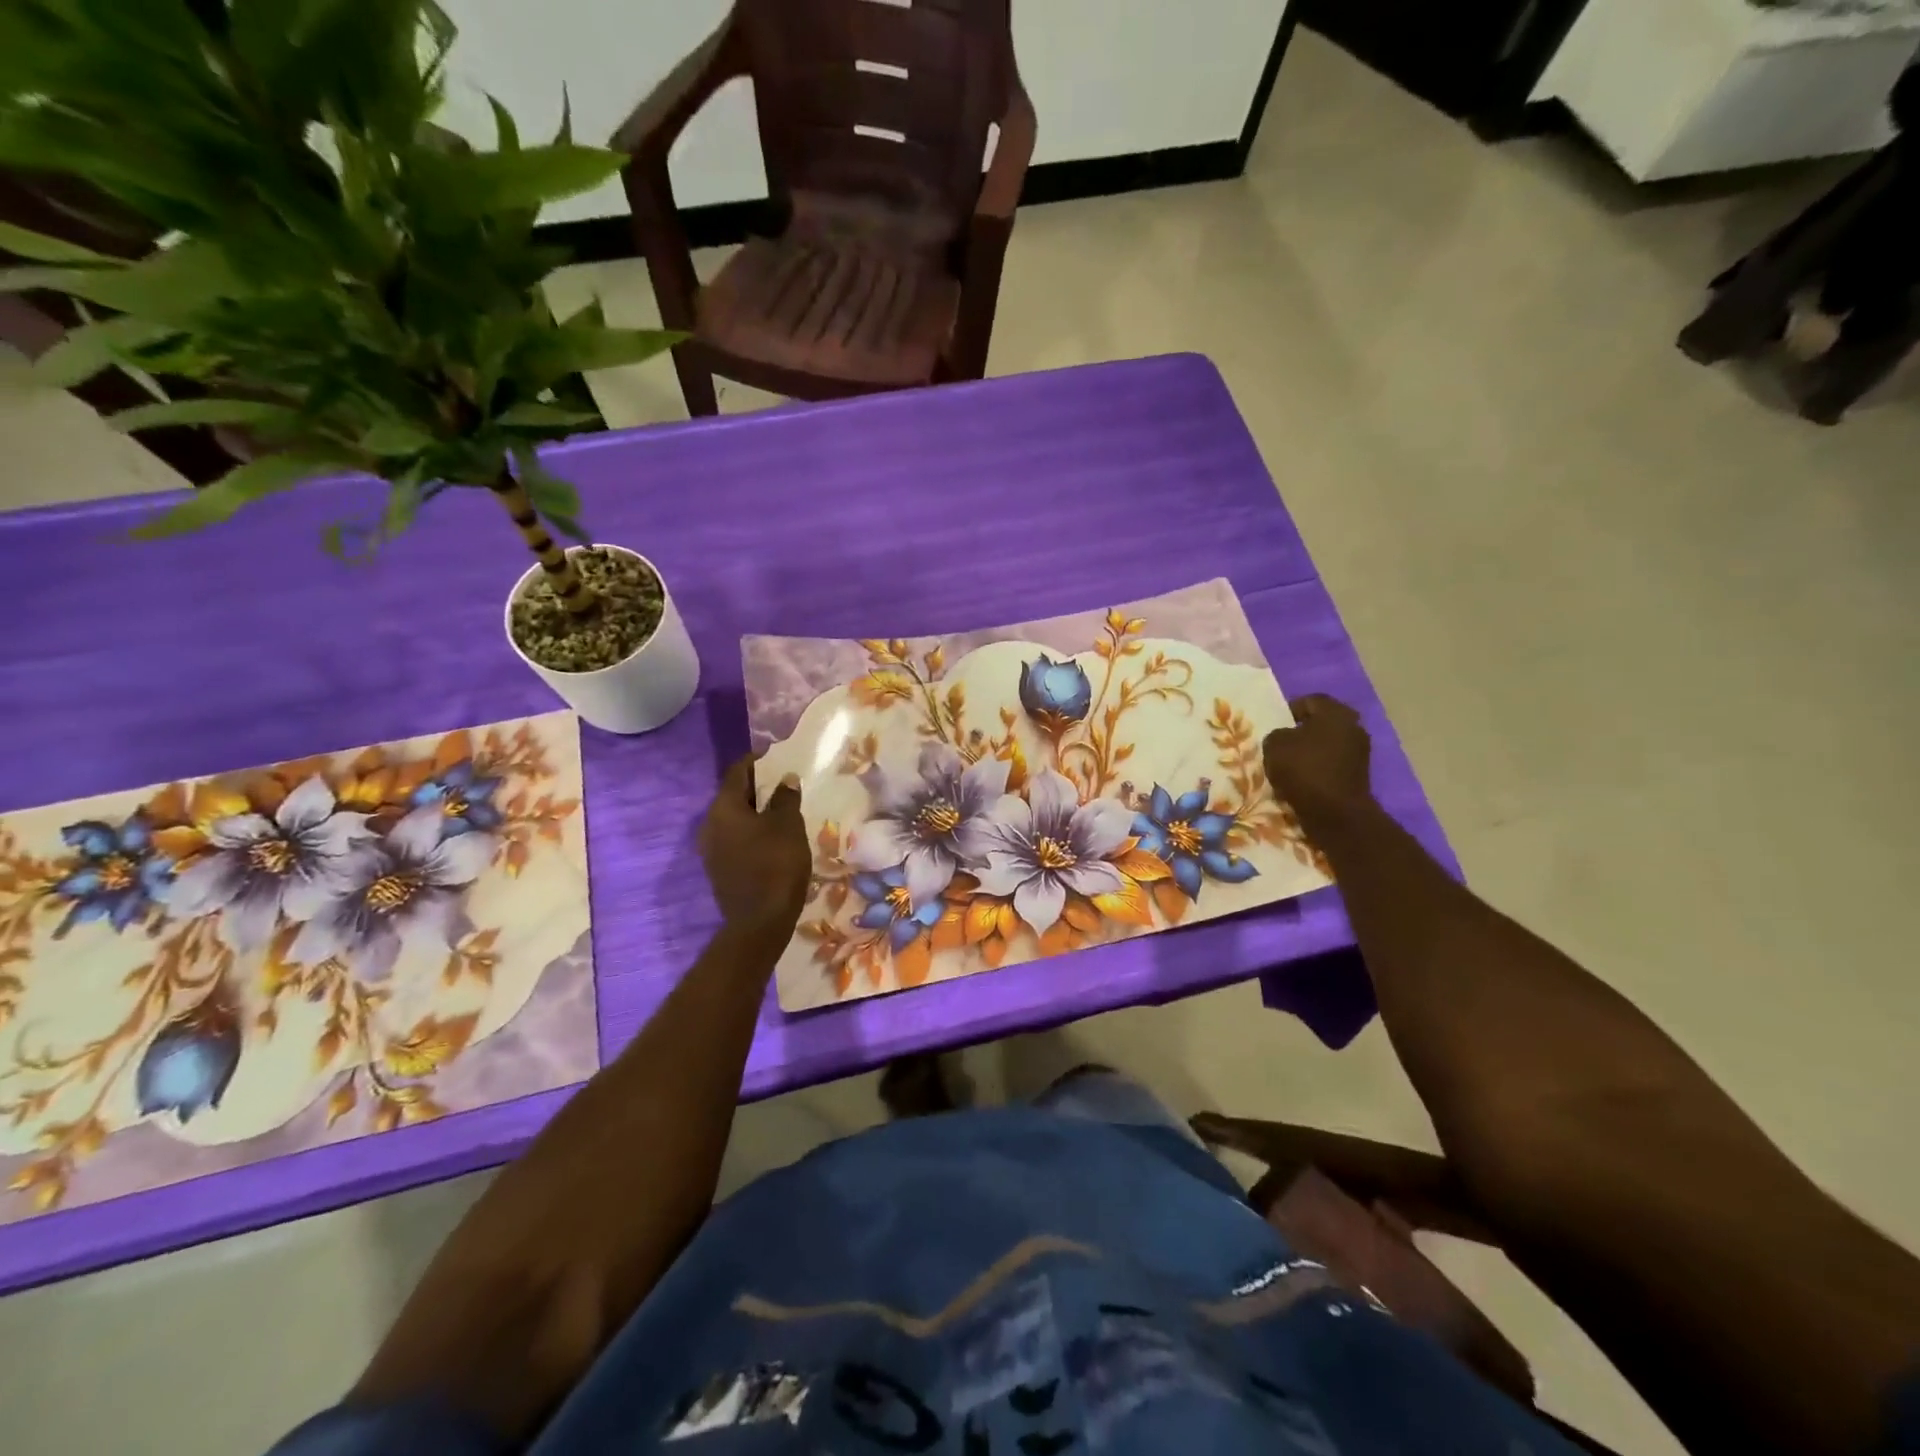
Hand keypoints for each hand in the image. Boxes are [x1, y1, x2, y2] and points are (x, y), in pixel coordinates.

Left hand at [699, 755, 810, 936]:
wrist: (760, 921)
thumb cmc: (776, 863)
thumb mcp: (788, 825)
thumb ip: (785, 798)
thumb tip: (785, 779)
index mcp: (723, 808)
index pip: (737, 772)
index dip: (757, 761)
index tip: (776, 757)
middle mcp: (710, 825)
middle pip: (733, 796)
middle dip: (757, 787)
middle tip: (783, 784)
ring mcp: (712, 850)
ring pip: (734, 819)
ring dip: (755, 812)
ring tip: (782, 810)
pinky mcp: (720, 869)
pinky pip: (736, 839)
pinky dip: (752, 832)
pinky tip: (773, 837)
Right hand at [1262, 694, 1373, 830]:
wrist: (1335, 813)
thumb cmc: (1304, 770)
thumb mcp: (1274, 745)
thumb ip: (1277, 734)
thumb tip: (1286, 738)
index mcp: (1336, 712)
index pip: (1309, 700)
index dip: (1288, 710)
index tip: (1273, 726)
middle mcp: (1353, 726)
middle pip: (1321, 722)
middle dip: (1301, 732)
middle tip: (1281, 744)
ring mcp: (1360, 751)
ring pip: (1327, 744)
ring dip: (1310, 751)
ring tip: (1289, 765)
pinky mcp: (1359, 774)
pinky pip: (1332, 763)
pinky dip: (1318, 768)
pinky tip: (1303, 780)